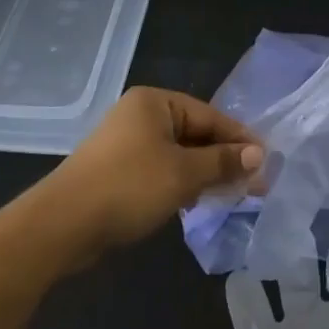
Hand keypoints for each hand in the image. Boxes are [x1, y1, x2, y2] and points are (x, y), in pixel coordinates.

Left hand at [32, 88, 264, 263]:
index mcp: (155, 103)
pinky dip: (181, 183)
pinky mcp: (117, 171)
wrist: (62, 225)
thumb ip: (223, 162)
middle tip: (254, 183)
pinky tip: (195, 203)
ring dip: (205, 174)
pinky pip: (160, 170)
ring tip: (231, 195)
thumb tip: (258, 155)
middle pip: (195, 134)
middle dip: (224, 159)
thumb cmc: (129, 187)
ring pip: (179, 155)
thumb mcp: (184, 174)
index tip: (266, 161)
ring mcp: (126, 143)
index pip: (210, 116)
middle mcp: (140, 115)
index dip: (240, 139)